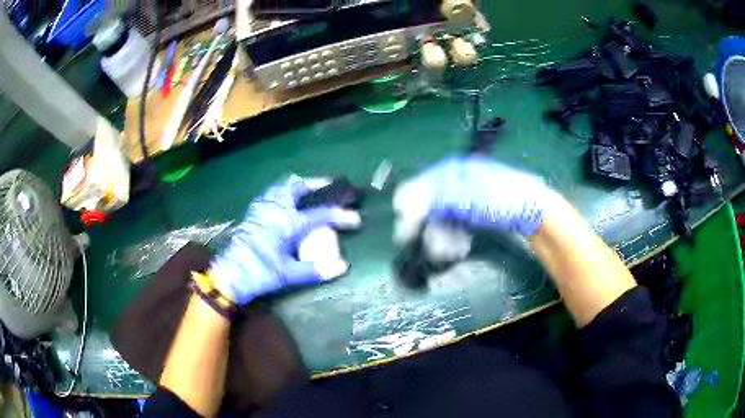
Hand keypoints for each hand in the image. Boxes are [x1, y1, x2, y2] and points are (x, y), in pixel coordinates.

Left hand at [209, 175, 360, 304]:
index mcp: (288, 223)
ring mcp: (262, 207)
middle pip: (298, 186)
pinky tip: (287, 203)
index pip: (321, 215)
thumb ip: (315, 269)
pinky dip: (284, 191)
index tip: (356, 218)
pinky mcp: (253, 211)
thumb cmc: (260, 273)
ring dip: (299, 186)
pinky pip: (272, 192)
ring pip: (282, 186)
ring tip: (309, 193)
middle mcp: (276, 208)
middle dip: (316, 185)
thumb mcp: (288, 274)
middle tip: (329, 189)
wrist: (230, 274)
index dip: (341, 216)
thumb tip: (343, 266)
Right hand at [392, 156, 550, 243]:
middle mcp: (457, 180)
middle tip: (433, 249)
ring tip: (451, 251)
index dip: (410, 209)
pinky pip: (456, 224)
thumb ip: (434, 200)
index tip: (405, 233)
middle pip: (431, 204)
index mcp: (453, 170)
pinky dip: (455, 236)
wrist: (536, 212)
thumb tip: (403, 204)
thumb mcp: (467, 198)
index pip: (421, 186)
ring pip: (443, 217)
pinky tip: (460, 247)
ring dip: (443, 236)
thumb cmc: (502, 200)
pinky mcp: (476, 211)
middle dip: (430, 227)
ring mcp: (468, 196)